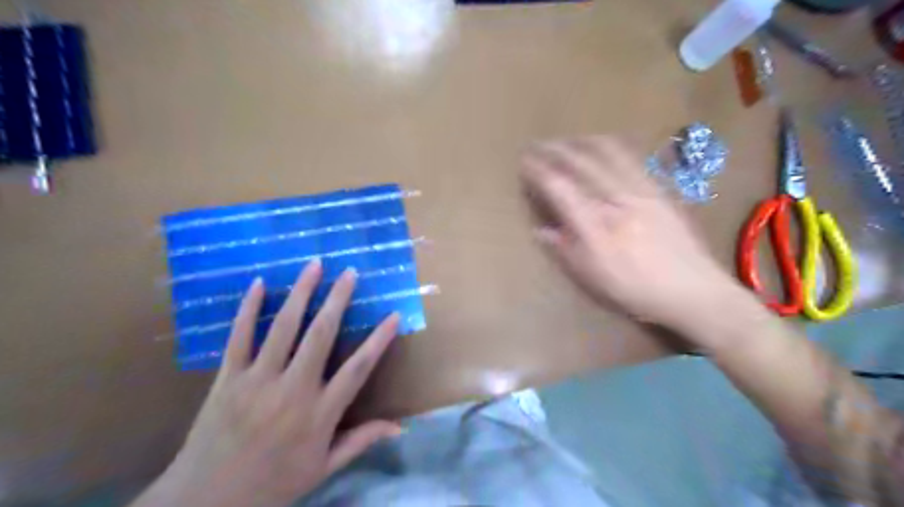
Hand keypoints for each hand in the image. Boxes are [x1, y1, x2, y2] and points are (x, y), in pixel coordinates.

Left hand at [133, 261, 398, 505]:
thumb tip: (400, 427)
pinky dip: (249, 309)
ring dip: (300, 293)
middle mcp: (292, 390)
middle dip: (337, 300)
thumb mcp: (324, 468)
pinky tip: (259, 284)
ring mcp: (257, 380)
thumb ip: (361, 440)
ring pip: (283, 328)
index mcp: (319, 414)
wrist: (205, 502)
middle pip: (320, 336)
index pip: (357, 369)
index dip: (378, 340)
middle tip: (350, 272)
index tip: (394, 315)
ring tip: (314, 266)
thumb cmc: (273, 483)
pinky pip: (239, 337)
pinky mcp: (227, 378)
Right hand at [523, 137, 740, 335]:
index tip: (524, 162)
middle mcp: (617, 200)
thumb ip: (565, 251)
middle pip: (582, 162)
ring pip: (608, 153)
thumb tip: (541, 231)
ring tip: (568, 141)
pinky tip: (605, 147)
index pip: (560, 187)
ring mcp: (641, 191)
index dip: (538, 171)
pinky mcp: (660, 190)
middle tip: (539, 145)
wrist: (693, 292)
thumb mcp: (593, 279)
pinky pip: (632, 158)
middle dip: (556, 149)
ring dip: (582, 142)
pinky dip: (611, 147)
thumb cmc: (635, 291)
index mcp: (596, 225)